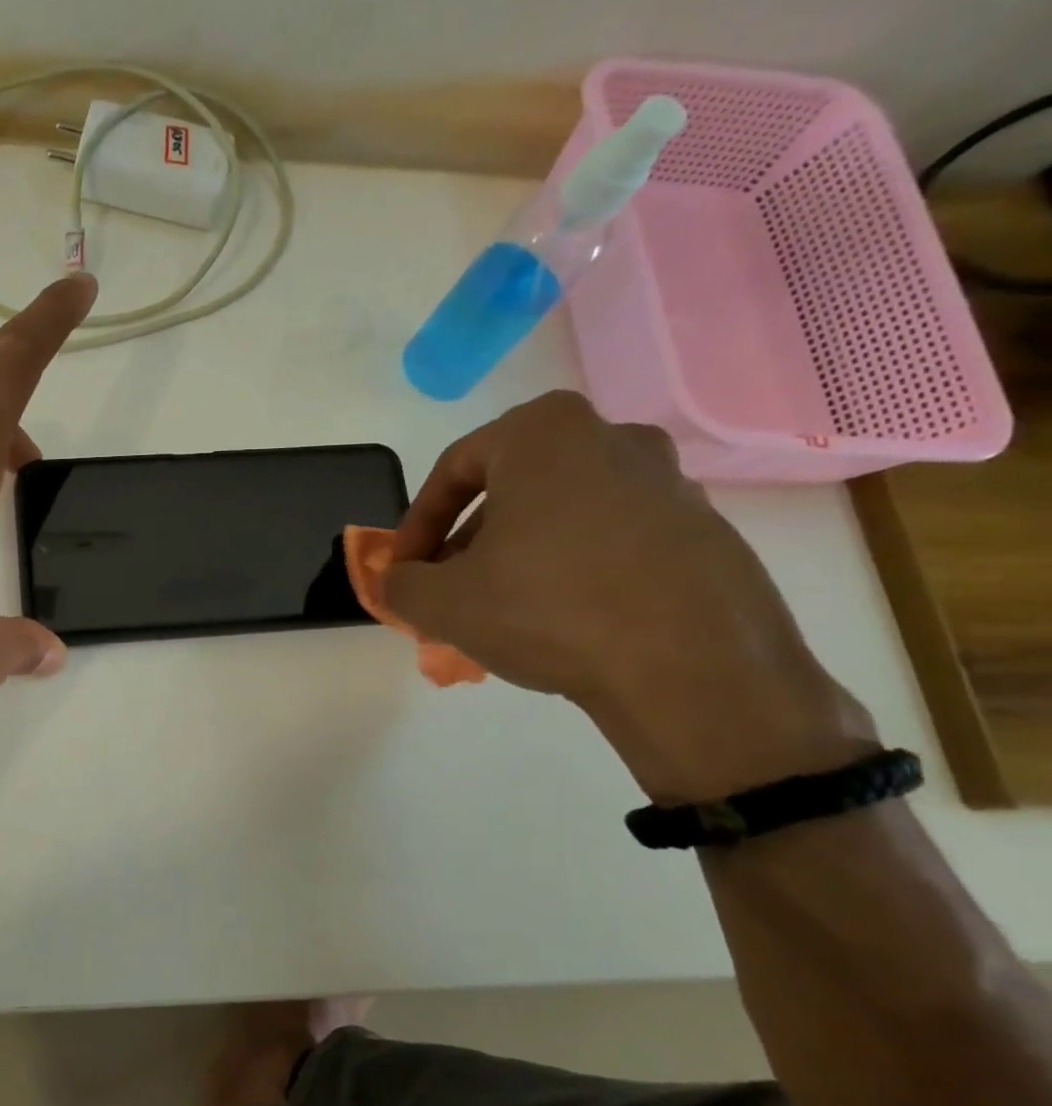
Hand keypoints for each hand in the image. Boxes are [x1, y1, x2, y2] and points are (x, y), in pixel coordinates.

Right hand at [385, 392, 871, 801]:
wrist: (695, 673)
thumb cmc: (549, 610)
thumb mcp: (442, 602)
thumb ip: (400, 583)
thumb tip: (397, 581)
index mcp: (545, 433)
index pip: (455, 468)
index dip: (417, 523)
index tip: (406, 569)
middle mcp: (612, 439)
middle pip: (512, 488)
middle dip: (469, 540)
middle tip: (449, 587)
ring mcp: (670, 484)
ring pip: (564, 513)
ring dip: (521, 554)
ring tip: (503, 609)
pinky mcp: (707, 532)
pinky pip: (615, 540)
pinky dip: (577, 569)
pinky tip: (565, 620)